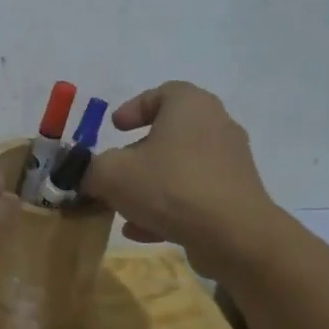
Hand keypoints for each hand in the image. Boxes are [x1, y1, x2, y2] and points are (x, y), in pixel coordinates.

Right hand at [82, 81, 284, 278]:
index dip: (134, 107)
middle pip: (171, 133)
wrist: (234, 235)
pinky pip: (195, 195)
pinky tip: (143, 231)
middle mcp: (217, 126)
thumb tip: (90, 176)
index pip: (162, 93)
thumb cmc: (169, 186)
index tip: (114, 128)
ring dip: (151, 185)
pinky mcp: (237, 196)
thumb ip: (93, 169)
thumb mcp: (111, 174)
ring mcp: (231, 163)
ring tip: (124, 207)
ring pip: (181, 168)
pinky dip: (169, 207)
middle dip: (139, 153)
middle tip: (116, 170)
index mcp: (190, 106)